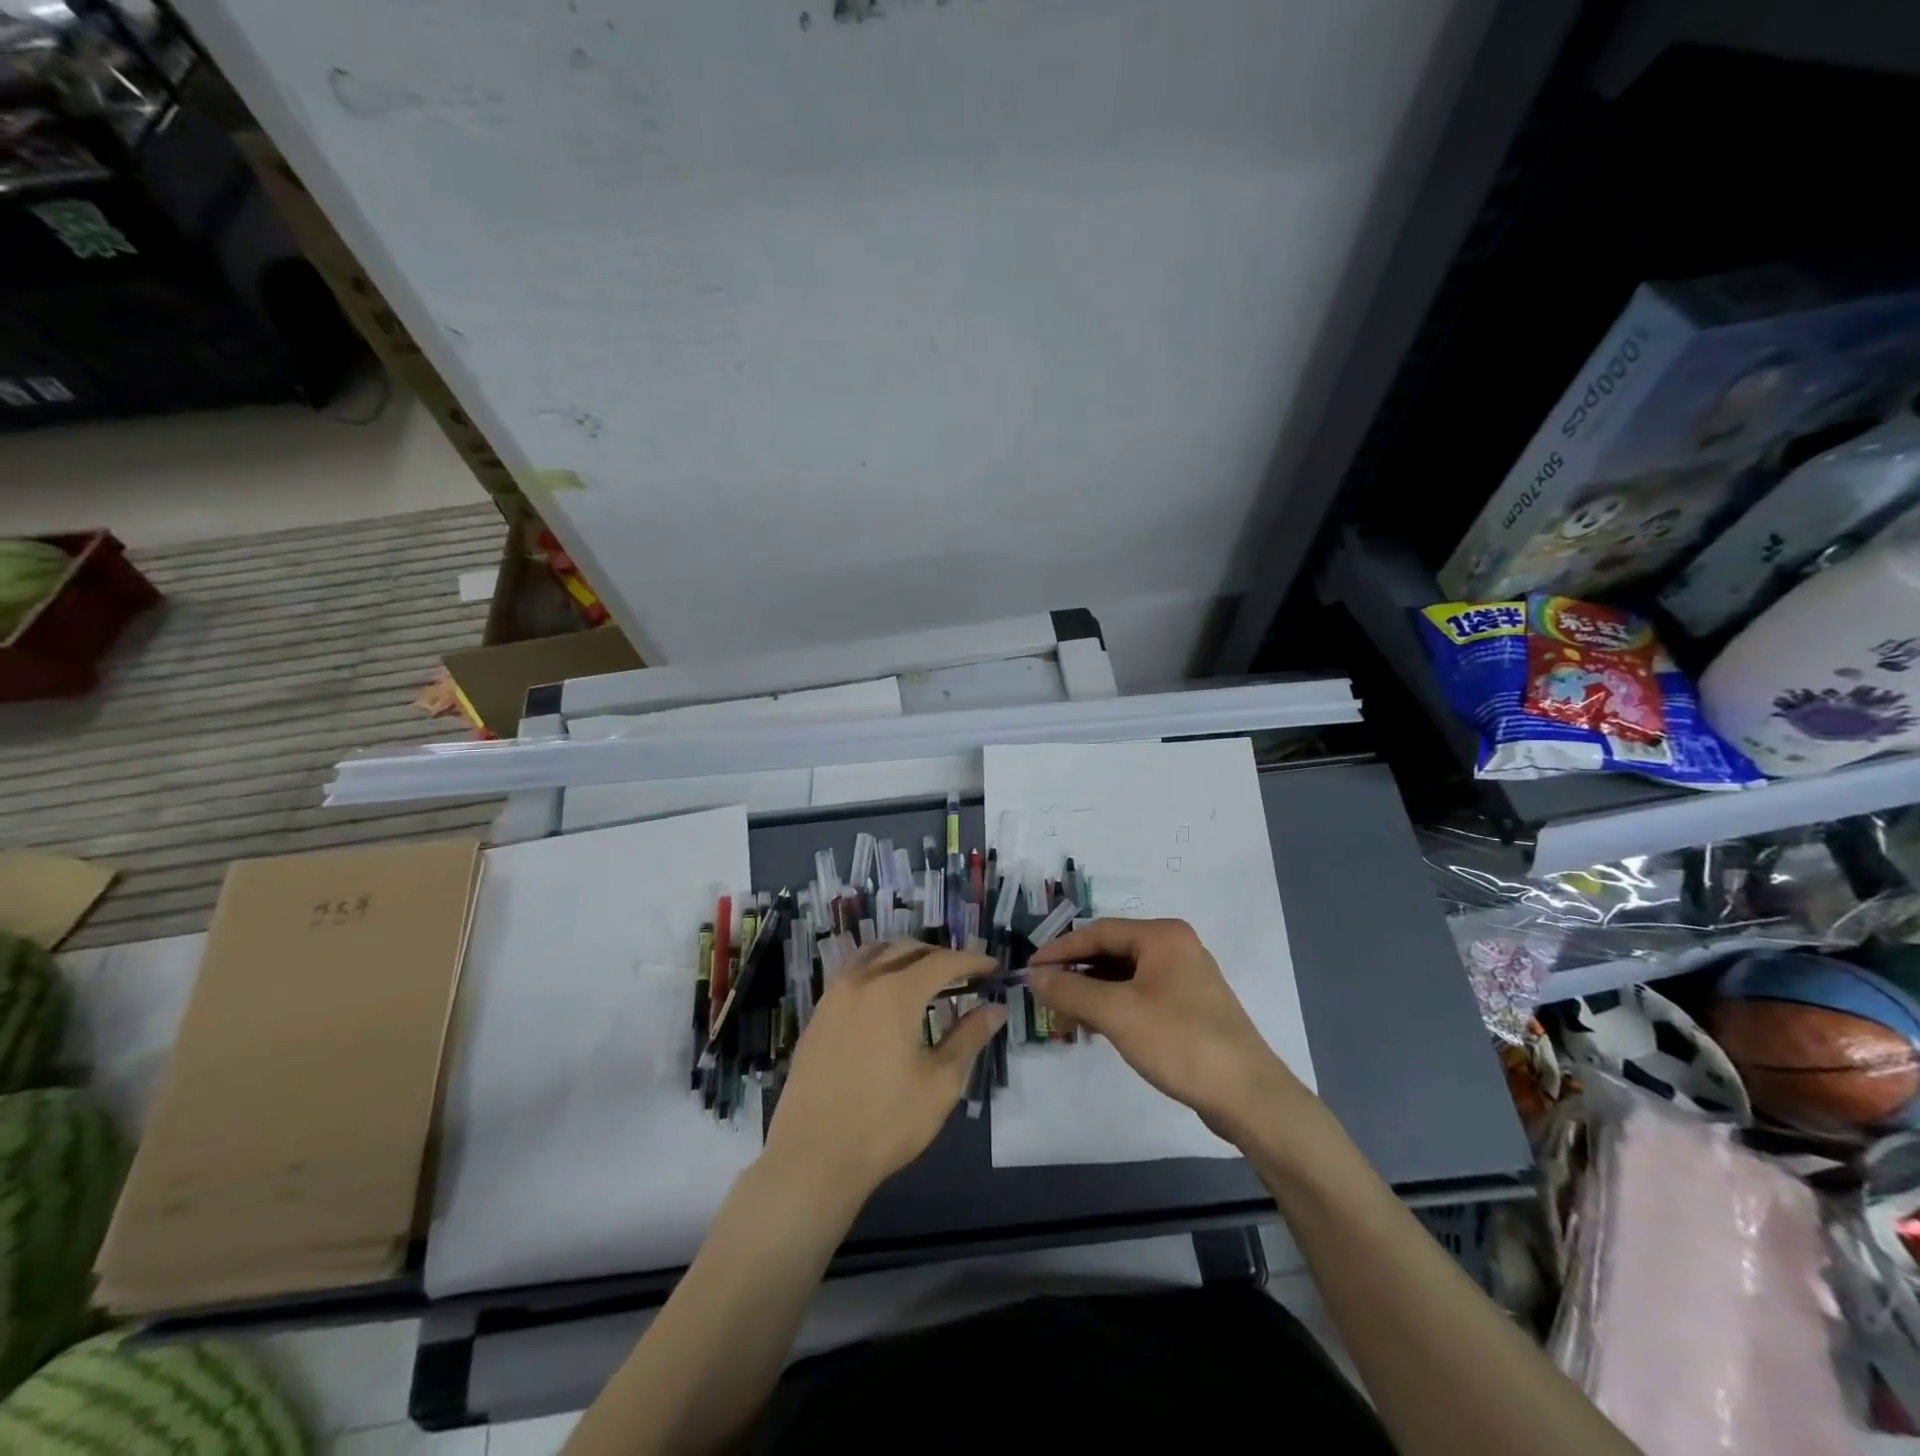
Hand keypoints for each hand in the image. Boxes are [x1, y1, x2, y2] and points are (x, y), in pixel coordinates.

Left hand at [761, 941, 1003, 1203]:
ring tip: (926, 977)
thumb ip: (968, 1038)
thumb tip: (995, 1009)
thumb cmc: (886, 1122)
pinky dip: (877, 970)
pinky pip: (852, 973)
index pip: (943, 962)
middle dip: (940, 956)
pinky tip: (886, 996)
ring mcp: (834, 995)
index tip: (994, 968)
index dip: (972, 961)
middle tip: (965, 974)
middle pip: (907, 950)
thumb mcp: (940, 1083)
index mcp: (896, 992)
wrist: (813, 1157)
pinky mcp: (818, 1014)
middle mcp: (863, 981)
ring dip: (905, 957)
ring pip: (875, 955)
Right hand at [1028, 919, 1310, 1141]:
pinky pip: (1141, 994)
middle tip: (1045, 994)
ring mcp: (1185, 976)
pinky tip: (1097, 1026)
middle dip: (1076, 972)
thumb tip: (1034, 975)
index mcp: (1162, 935)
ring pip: (1125, 974)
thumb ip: (1071, 990)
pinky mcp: (1190, 1006)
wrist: (1248, 1096)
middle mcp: (1175, 946)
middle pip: (1111, 951)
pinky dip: (1114, 1005)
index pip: (1097, 932)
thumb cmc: (1180, 1042)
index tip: (1029, 970)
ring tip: (1065, 1014)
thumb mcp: (1117, 1013)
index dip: (1060, 949)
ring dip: (1093, 991)